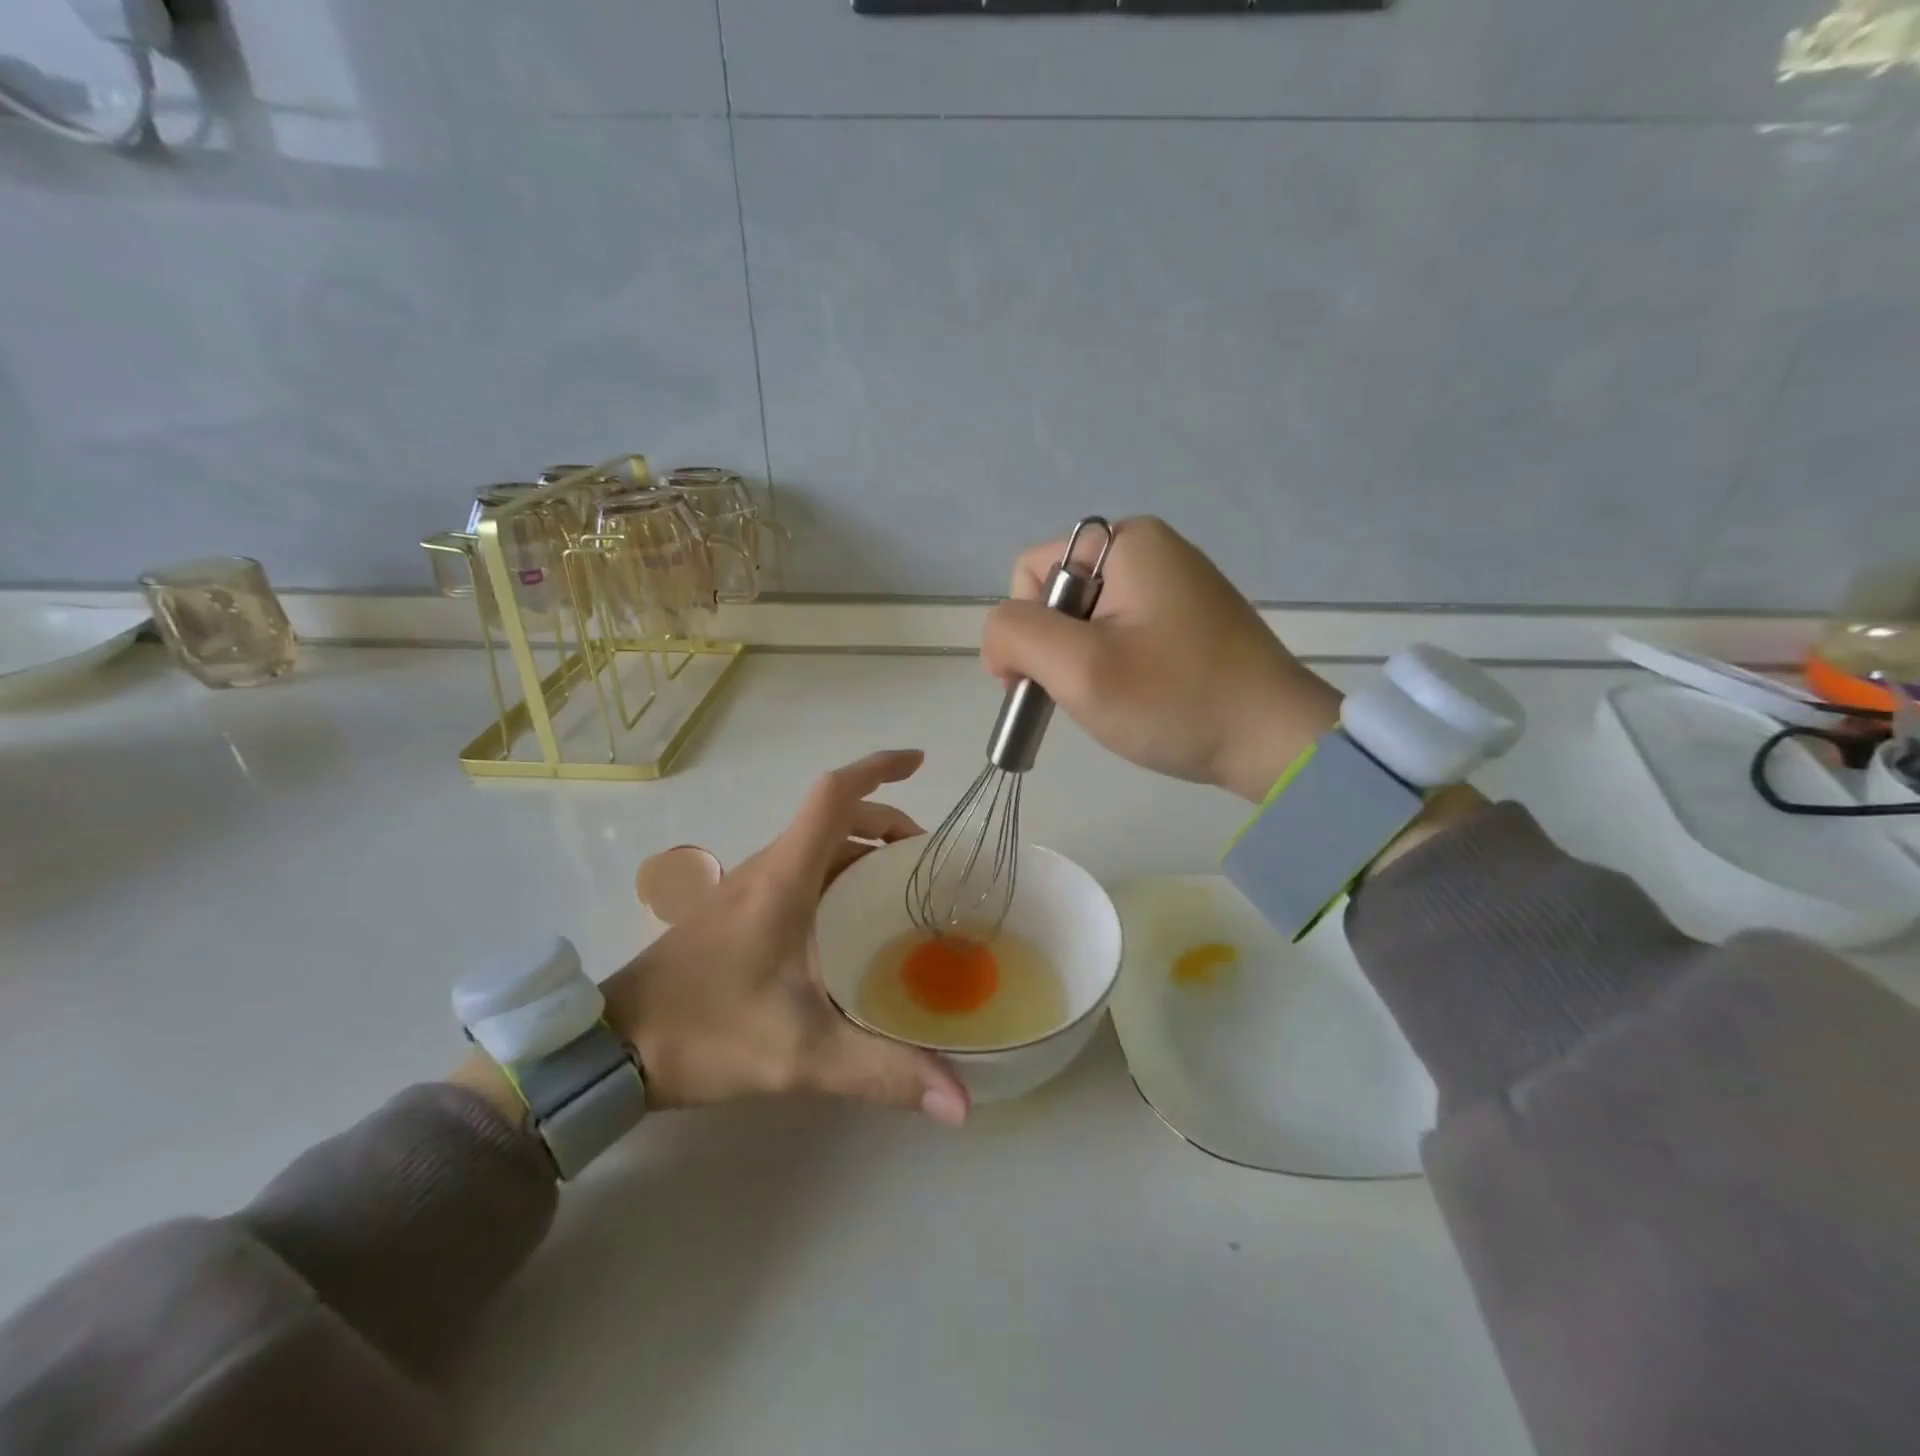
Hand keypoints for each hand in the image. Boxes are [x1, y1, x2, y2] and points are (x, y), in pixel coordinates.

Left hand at [602, 750, 968, 1125]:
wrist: (612, 1048)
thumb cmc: (707, 1031)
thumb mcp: (802, 1055)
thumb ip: (882, 1073)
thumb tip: (961, 1103)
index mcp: (785, 879)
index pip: (834, 796)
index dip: (879, 769)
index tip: (921, 763)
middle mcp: (767, 870)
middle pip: (834, 817)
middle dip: (887, 822)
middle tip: (928, 861)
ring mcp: (748, 890)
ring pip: (816, 846)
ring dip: (862, 849)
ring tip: (903, 889)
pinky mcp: (738, 913)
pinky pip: (800, 873)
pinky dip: (839, 875)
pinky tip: (854, 924)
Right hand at [980, 517, 1341, 802]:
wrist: (1275, 742)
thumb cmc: (1175, 700)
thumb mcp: (1079, 668)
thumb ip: (1016, 635)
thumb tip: (1000, 639)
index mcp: (1126, 541)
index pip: (1031, 572)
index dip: (1022, 629)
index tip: (1042, 683)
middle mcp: (1151, 549)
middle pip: (1058, 595)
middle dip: (1054, 649)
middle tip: (1082, 696)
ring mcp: (1174, 584)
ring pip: (1086, 619)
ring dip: (1081, 663)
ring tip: (1112, 701)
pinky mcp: (1189, 617)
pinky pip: (1122, 632)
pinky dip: (1112, 666)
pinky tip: (1136, 697)